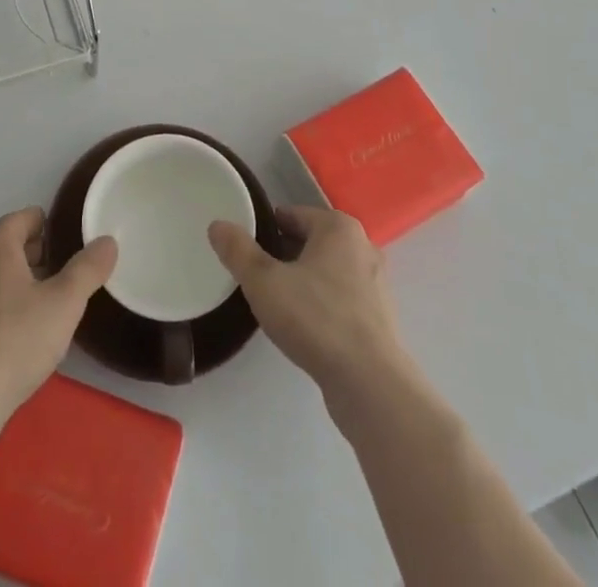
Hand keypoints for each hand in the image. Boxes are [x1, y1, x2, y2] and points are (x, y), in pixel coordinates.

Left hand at [0, 207, 116, 436]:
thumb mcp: (64, 304)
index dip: (44, 224)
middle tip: (60, 273)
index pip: (20, 218)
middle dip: (32, 255)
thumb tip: (107, 241)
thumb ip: (88, 269)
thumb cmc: (14, 341)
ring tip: (41, 308)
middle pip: (3, 247)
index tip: (65, 240)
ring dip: (13, 285)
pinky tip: (12, 341)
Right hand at [208, 205, 408, 399]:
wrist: (370, 383)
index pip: (291, 215)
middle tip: (256, 277)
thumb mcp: (264, 282)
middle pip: (310, 241)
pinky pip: (341, 298)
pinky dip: (322, 304)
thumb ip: (238, 251)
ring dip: (303, 281)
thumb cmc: (316, 319)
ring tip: (277, 303)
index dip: (265, 230)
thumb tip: (217, 225)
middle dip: (283, 255)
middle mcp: (362, 246)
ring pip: (327, 271)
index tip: (245, 251)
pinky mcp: (379, 316)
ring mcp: (375, 283)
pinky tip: (305, 327)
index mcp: (338, 227)